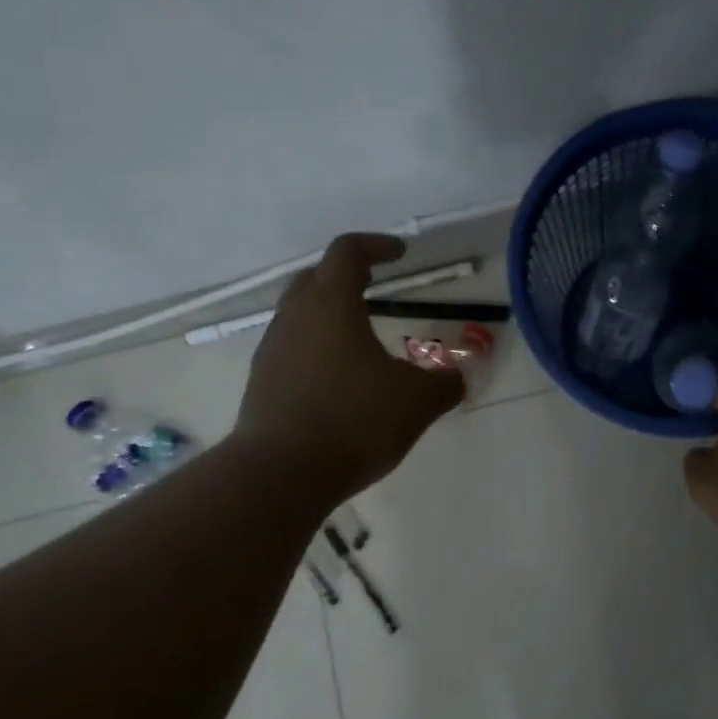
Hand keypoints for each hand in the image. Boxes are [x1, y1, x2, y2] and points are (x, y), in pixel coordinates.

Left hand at [235, 234, 465, 501]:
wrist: (281, 473)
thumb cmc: (354, 421)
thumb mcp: (417, 402)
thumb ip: (443, 384)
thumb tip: (456, 379)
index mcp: (332, 304)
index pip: (348, 252)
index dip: (376, 245)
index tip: (400, 253)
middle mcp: (295, 317)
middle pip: (316, 277)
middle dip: (346, 275)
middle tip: (373, 288)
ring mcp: (272, 349)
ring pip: (299, 314)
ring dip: (327, 315)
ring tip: (359, 339)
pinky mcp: (261, 382)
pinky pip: (291, 349)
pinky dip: (315, 349)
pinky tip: (336, 380)